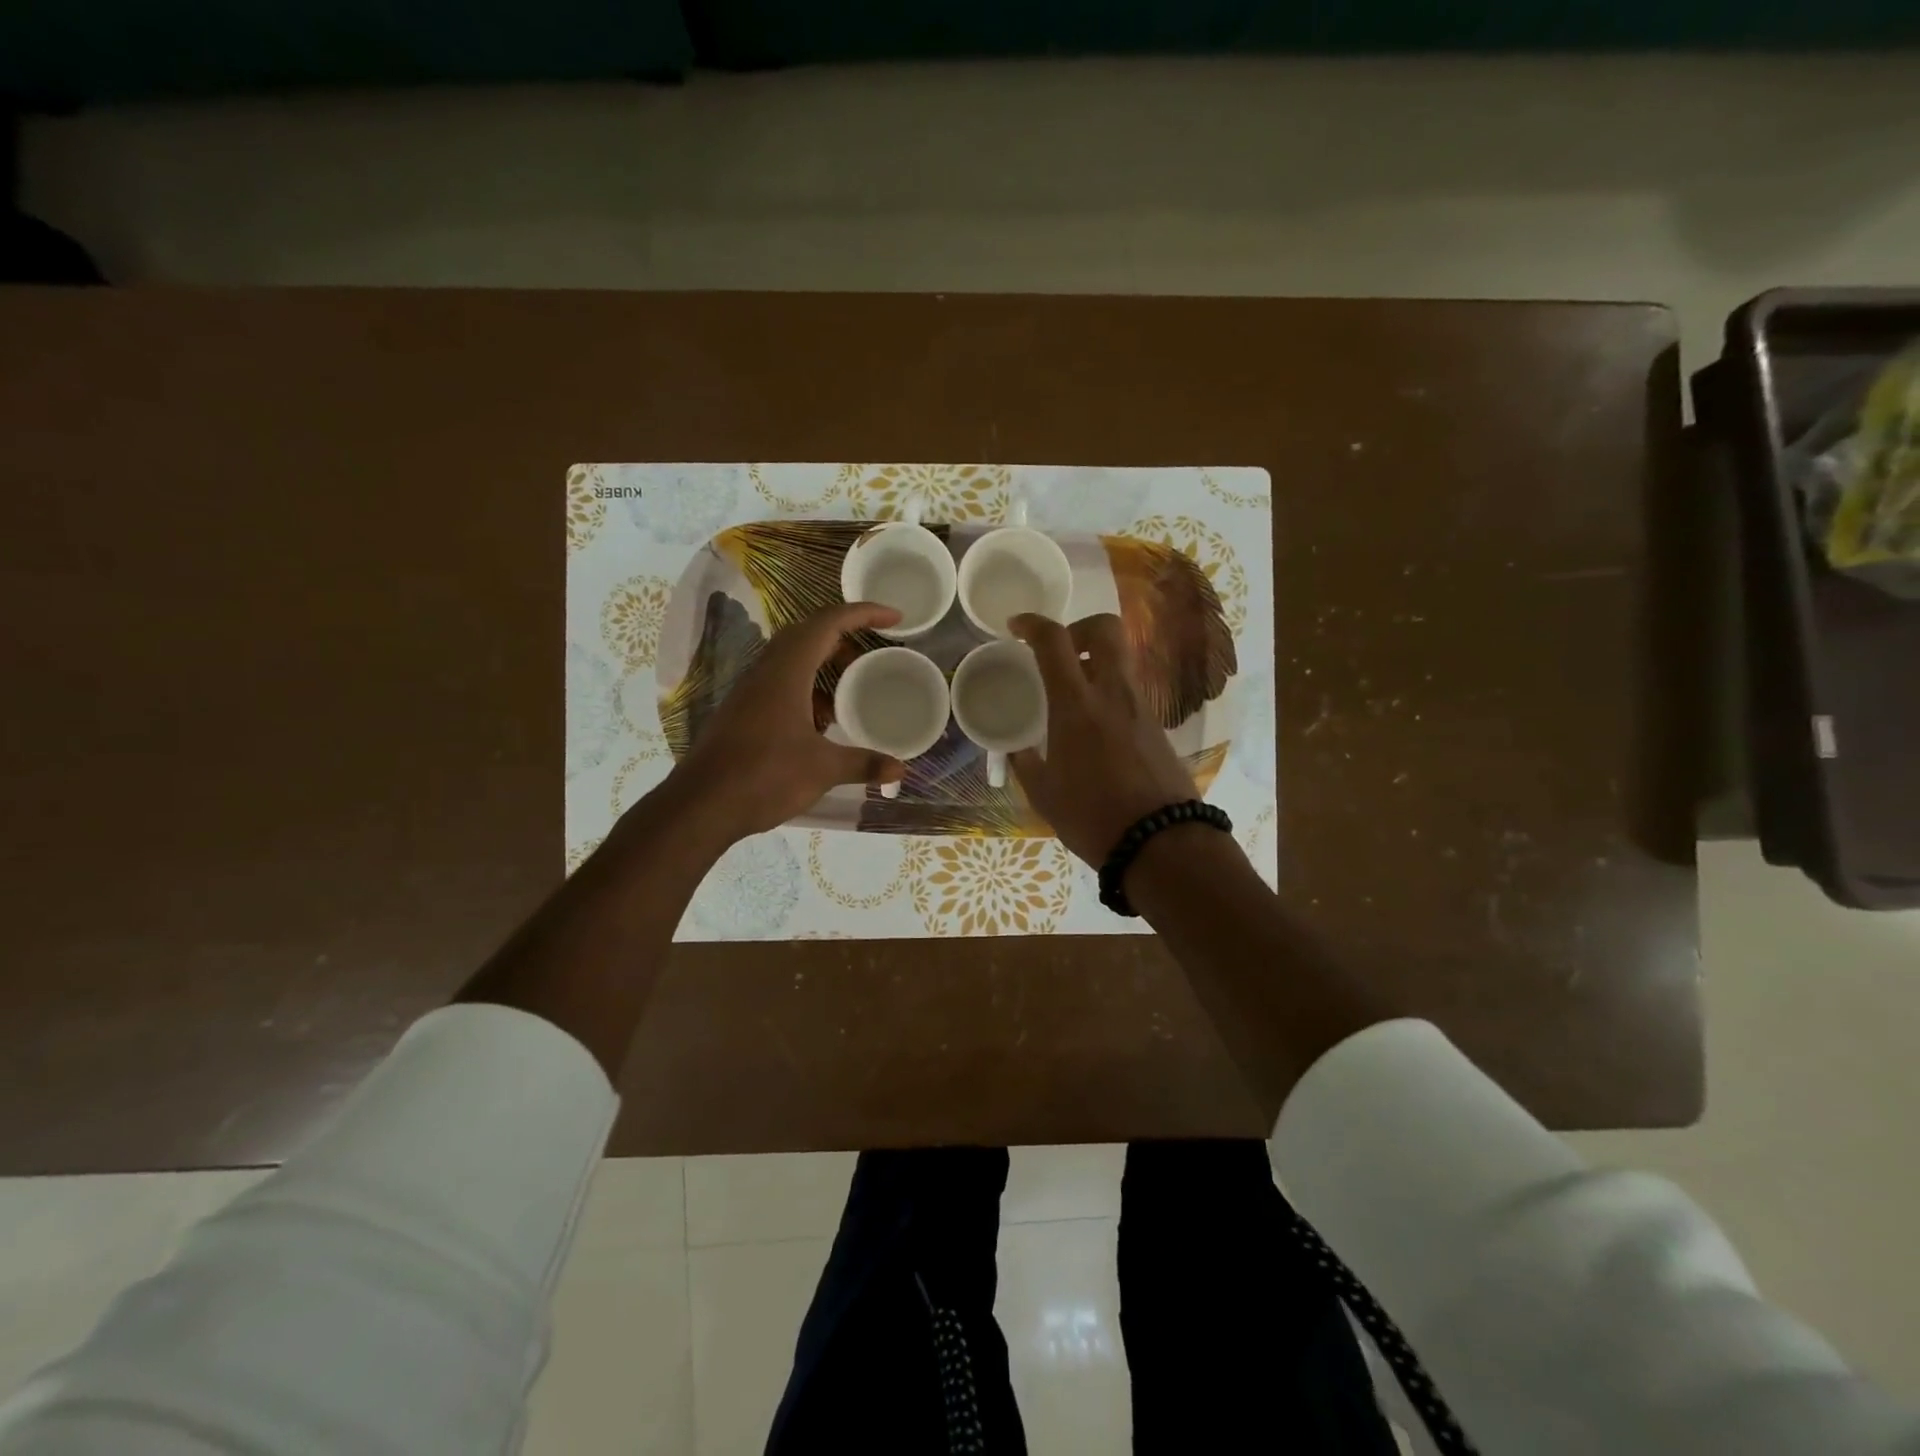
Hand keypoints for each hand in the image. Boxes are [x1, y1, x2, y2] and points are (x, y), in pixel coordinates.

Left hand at [662, 601, 906, 843]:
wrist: (702, 805)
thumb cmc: (764, 777)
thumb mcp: (822, 770)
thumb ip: (864, 764)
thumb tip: (900, 769)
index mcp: (787, 671)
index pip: (829, 623)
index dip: (864, 613)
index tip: (894, 617)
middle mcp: (766, 671)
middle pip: (809, 633)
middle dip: (846, 636)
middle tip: (875, 653)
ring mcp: (751, 690)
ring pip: (793, 659)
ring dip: (825, 664)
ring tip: (853, 686)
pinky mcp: (743, 711)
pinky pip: (781, 682)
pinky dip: (808, 688)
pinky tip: (823, 720)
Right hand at [1010, 613, 1199, 866]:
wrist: (1162, 843)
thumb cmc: (1093, 818)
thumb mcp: (1044, 794)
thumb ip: (1026, 763)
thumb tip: (1018, 750)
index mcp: (1076, 705)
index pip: (1054, 642)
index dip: (1032, 624)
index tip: (1016, 627)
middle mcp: (1112, 694)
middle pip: (1105, 629)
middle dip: (1078, 628)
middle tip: (1058, 653)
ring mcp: (1140, 708)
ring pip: (1120, 660)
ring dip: (1094, 662)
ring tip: (1071, 694)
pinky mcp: (1157, 725)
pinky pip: (1128, 690)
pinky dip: (1108, 691)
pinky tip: (1093, 726)